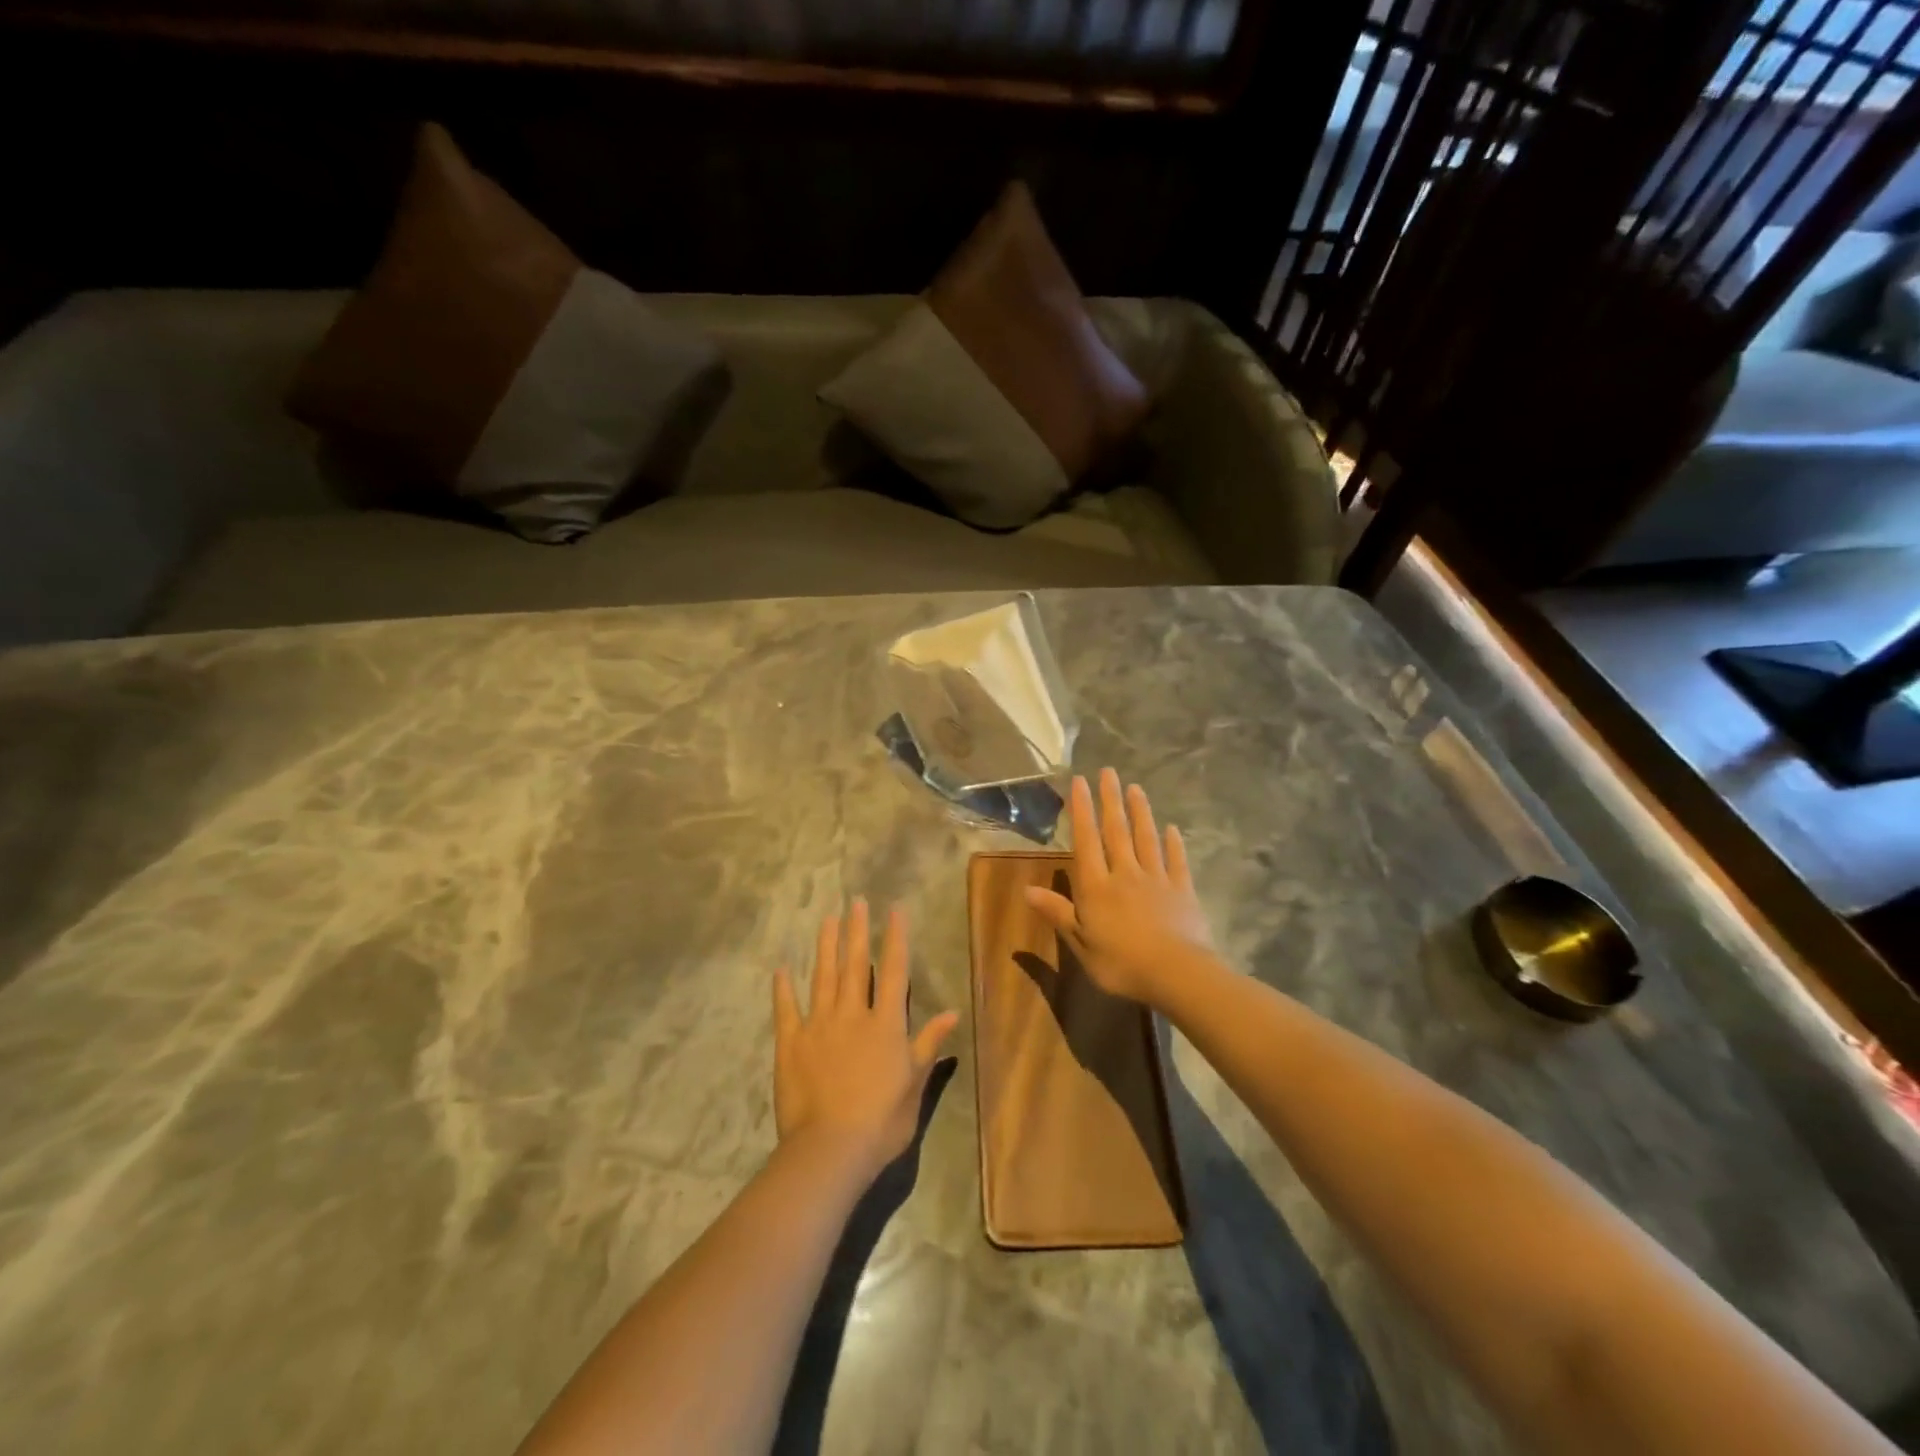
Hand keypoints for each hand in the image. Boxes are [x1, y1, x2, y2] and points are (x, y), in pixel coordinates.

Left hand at [773, 900, 959, 1184]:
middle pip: (856, 964)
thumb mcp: (914, 1085)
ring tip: (828, 919)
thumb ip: (928, 1044)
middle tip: (856, 902)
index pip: (895, 971)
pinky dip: (783, 988)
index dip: (895, 939)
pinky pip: (786, 1009)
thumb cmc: (882, 1121)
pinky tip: (781, 969)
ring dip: (826, 946)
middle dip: (857, 930)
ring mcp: (819, 1025)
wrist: (830, 1149)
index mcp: (885, 1024)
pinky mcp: (791, 1043)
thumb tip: (951, 1012)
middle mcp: (853, 1014)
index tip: (894, 910)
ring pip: (824, 977)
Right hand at [1025, 769, 1213, 1007]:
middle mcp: (1125, 874)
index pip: (1086, 840)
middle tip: (1108, 771)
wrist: (1178, 974)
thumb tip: (1026, 890)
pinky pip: (1176, 861)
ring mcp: (1157, 879)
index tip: (1080, 782)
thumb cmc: (1121, 963)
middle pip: (1117, 831)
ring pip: (1146, 839)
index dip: (1082, 810)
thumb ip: (1058, 913)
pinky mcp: (1182, 890)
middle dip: (1110, 800)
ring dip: (1140, 812)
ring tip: (1136, 788)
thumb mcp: (1081, 944)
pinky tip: (1172, 828)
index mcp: (1097, 887)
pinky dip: (1173, 843)